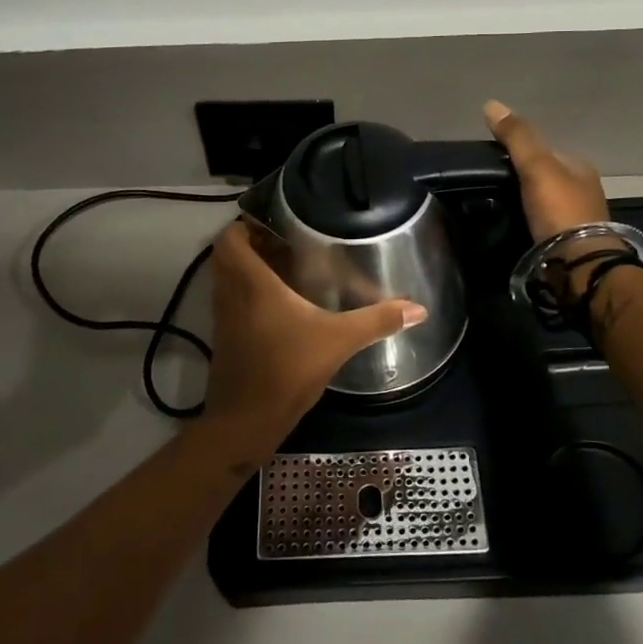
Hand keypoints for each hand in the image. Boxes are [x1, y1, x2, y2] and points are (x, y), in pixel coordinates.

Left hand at [201, 221, 425, 458]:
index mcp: (250, 283)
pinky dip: (249, 293)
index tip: (276, 221)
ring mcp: (224, 317)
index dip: (246, 223)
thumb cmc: (286, 370)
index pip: (230, 238)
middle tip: (288, 241)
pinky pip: (232, 301)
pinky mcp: (225, 338)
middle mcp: (230, 293)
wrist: (246, 422)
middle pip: (227, 254)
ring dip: (250, 268)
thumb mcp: (338, 341)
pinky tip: (282, 304)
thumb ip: (376, 321)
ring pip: (228, 278)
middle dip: (252, 243)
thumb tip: (419, 308)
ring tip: (288, 265)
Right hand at [483, 101, 608, 242]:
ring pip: (545, 202)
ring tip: (498, 208)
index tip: (494, 162)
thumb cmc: (560, 210)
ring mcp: (579, 219)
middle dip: (523, 179)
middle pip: (545, 177)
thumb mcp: (536, 166)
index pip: (546, 151)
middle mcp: (584, 190)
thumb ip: (517, 137)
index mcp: (580, 167)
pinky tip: (515, 227)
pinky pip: (544, 224)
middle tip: (492, 187)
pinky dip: (530, 223)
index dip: (520, 152)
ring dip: (525, 203)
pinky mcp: (570, 244)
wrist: (580, 264)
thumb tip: (491, 104)